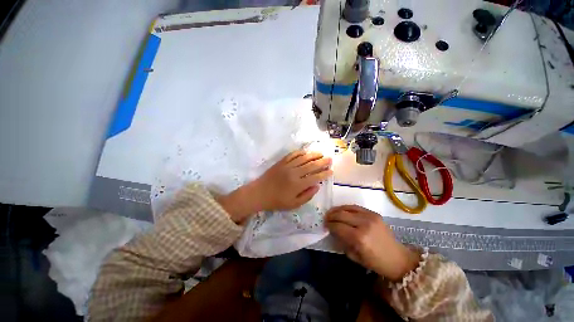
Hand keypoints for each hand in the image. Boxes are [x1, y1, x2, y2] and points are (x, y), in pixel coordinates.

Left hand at [253, 150, 332, 210]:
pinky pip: (292, 155)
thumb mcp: (293, 204)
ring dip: (313, 155)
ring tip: (321, 153)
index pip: (315, 177)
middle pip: (311, 165)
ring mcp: (287, 166)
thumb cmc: (276, 201)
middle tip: (330, 159)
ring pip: (303, 158)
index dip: (324, 174)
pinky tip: (305, 152)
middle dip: (322, 162)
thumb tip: (317, 186)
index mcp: (298, 185)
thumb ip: (307, 196)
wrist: (259, 193)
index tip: (331, 171)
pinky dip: (300, 152)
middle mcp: (294, 173)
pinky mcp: (281, 162)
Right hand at [325, 205, 419, 280]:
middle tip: (325, 218)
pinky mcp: (374, 213)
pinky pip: (356, 207)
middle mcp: (364, 224)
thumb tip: (332, 231)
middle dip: (331, 216)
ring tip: (331, 213)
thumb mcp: (354, 257)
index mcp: (359, 238)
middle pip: (341, 215)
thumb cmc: (375, 262)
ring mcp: (370, 216)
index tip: (324, 225)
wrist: (397, 258)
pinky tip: (341, 210)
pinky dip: (346, 207)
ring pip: (347, 209)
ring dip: (337, 210)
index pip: (338, 227)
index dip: (329, 225)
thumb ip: (342, 242)